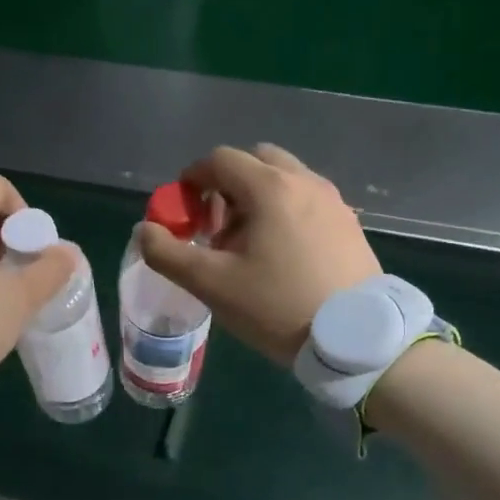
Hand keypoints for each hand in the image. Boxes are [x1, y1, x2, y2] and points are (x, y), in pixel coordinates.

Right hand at [139, 144, 380, 365]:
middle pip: (255, 160)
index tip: (185, 211)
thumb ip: (168, 253)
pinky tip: (282, 254)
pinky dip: (285, 210)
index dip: (193, 179)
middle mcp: (304, 181)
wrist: (355, 339)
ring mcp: (333, 200)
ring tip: (249, 244)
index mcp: (270, 188)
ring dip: (257, 197)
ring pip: (284, 179)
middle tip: (217, 226)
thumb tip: (145, 230)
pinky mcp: (349, 222)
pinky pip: (307, 199)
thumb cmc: (277, 306)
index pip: (220, 159)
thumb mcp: (212, 285)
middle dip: (227, 185)